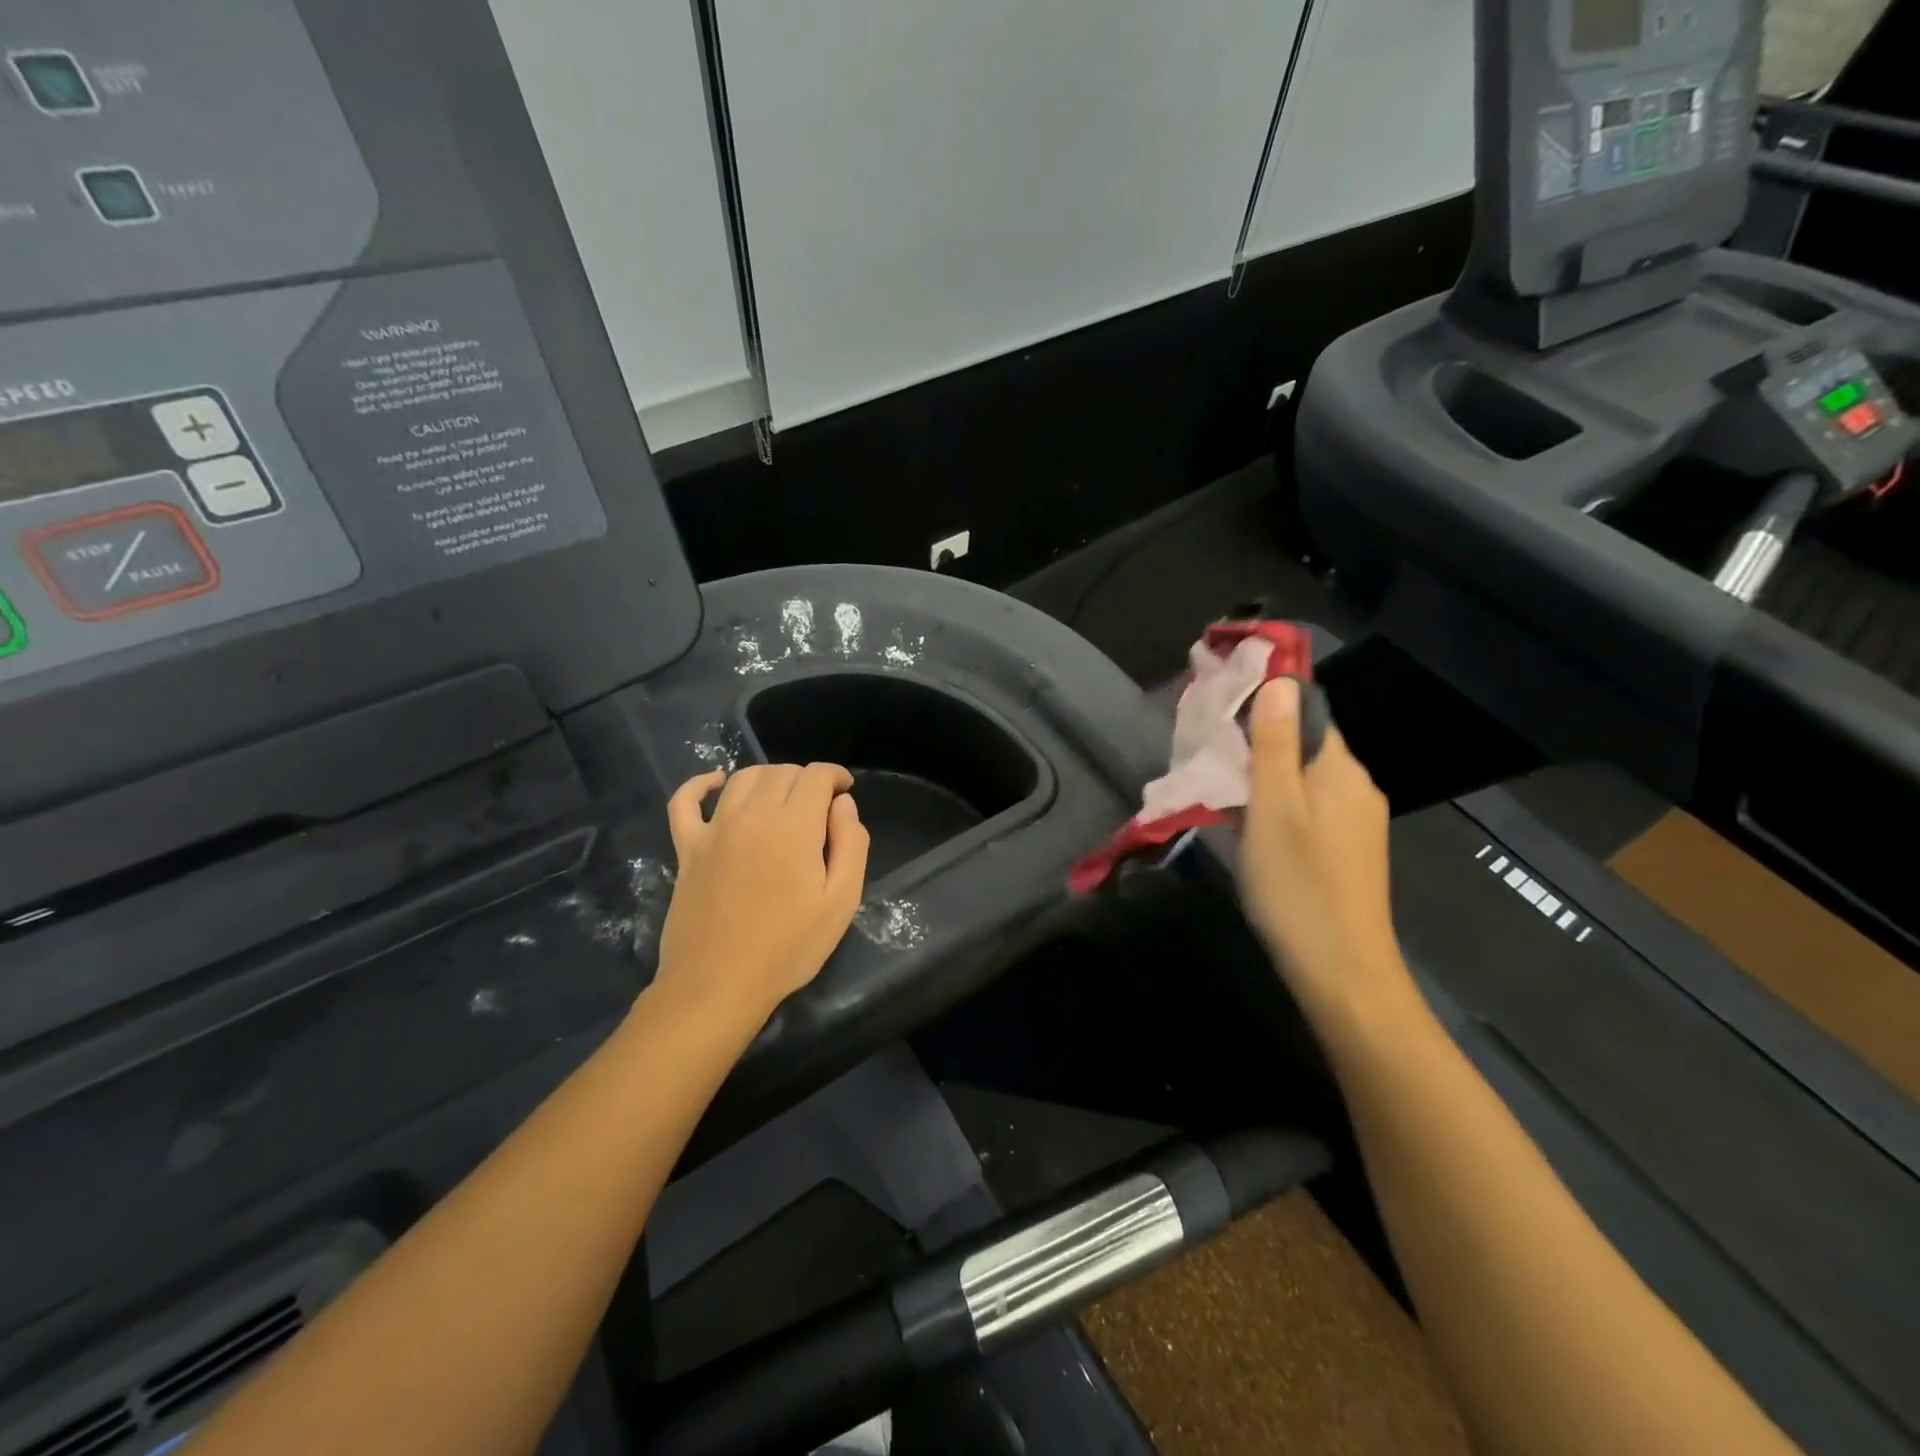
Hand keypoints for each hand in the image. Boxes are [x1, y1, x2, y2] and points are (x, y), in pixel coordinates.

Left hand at [652, 763, 870, 1028]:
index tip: (845, 791)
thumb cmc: (788, 948)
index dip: (835, 775)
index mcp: (793, 827)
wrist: (718, 985)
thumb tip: (843, 805)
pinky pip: (685, 802)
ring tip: (782, 797)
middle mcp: (752, 816)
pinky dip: (700, 784)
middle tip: (819, 805)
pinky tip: (716, 783)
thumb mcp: (841, 902)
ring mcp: (714, 830)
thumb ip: (851, 844)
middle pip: (781, 772)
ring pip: (742, 779)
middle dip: (806, 779)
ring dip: (768, 778)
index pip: (816, 776)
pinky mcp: (687, 848)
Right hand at [1237, 679, 1412, 1029]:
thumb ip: (1273, 744)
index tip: (1221, 709)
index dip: (1265, 702)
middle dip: (1257, 742)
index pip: (1306, 710)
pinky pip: (1310, 808)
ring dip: (1264, 777)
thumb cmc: (1297, 884)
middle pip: (1304, 744)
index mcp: (1341, 769)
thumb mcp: (1272, 808)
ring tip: (1221, 790)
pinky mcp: (1349, 851)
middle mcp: (1357, 786)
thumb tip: (1279, 680)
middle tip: (1209, 756)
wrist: (1341, 971)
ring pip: (1304, 779)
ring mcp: (1357, 822)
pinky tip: (1251, 826)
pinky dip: (1278, 805)